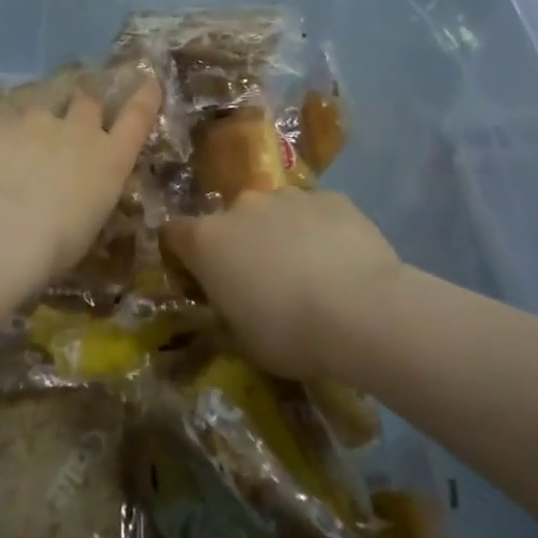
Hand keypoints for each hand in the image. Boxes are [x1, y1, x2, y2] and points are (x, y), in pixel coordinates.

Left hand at [0, 75, 161, 276]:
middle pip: (87, 101)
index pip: (137, 117)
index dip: (144, 98)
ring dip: (40, 113)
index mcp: (111, 160)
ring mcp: (40, 119)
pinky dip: (4, 121)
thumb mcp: (89, 222)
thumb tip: (80, 194)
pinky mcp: (2, 118)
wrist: (2, 232)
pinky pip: (6, 110)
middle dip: (82, 106)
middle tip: (71, 115)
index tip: (149, 83)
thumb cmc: (55, 246)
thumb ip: (89, 195)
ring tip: (24, 130)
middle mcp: (81, 130)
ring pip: (44, 101)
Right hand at [165, 187, 400, 379]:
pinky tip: (341, 262)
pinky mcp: (331, 197)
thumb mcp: (242, 340)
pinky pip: (316, 212)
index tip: (199, 277)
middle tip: (263, 280)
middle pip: (229, 220)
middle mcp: (242, 207)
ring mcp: (288, 197)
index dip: (184, 254)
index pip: (174, 233)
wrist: (362, 310)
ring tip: (309, 272)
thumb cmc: (289, 333)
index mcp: (208, 241)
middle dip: (240, 243)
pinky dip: (320, 230)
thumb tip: (229, 305)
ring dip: (281, 233)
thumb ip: (227, 312)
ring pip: (275, 212)